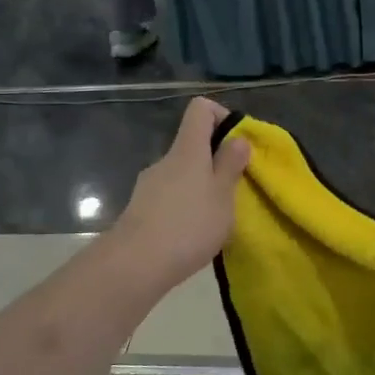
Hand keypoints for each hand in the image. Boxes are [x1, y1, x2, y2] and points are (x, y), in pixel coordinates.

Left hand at [110, 99, 251, 292]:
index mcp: (187, 150)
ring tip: (216, 217)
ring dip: (201, 188)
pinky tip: (193, 234)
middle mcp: (165, 160)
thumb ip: (230, 165)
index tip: (238, 143)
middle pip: (192, 145)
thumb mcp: (223, 195)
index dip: (221, 116)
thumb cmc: (188, 224)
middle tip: (235, 189)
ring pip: (182, 174)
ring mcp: (150, 185)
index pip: (200, 110)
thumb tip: (238, 138)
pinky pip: (170, 197)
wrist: (135, 264)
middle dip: (216, 161)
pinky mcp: (141, 209)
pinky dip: (186, 207)